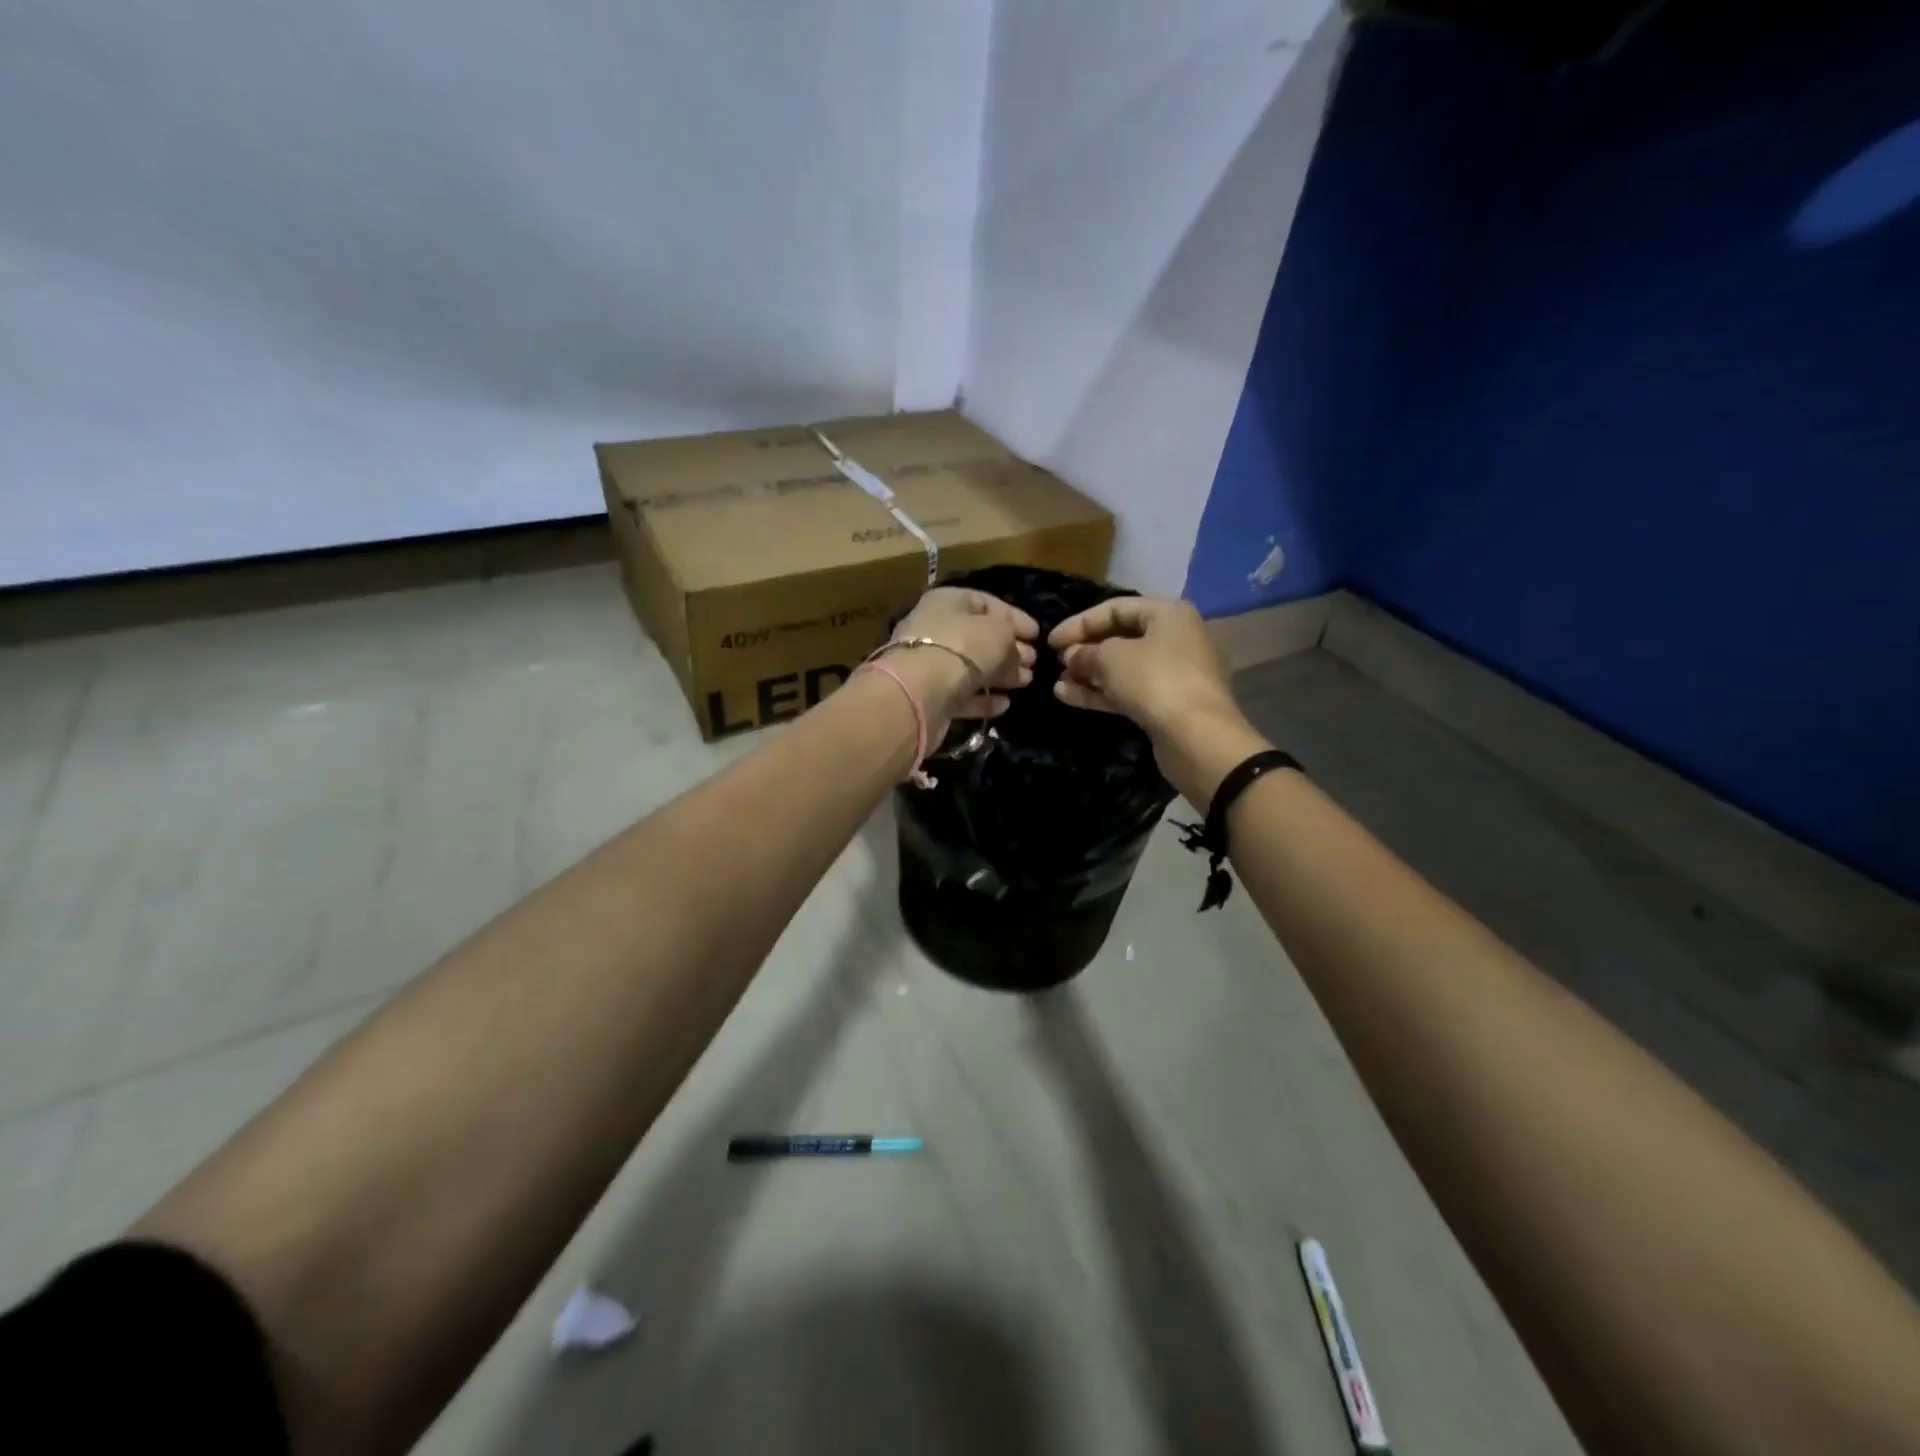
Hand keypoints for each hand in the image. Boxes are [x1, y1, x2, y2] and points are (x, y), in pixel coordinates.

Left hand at [888, 587, 1038, 732]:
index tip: (1038, 635)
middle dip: (1009, 649)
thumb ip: (1011, 633)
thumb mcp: (998, 630)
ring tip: (1027, 682)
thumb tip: (1016, 648)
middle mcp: (935, 629)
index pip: (986, 603)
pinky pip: (962, 694)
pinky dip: (983, 698)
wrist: (919, 692)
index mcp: (947, 601)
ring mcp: (929, 664)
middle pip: (978, 637)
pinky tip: (1004, 704)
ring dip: (1001, 674)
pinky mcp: (930, 697)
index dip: (1014, 617)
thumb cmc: (962, 647)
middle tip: (1034, 662)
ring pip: (971, 667)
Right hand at [1050, 596, 1266, 802]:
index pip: (1115, 608)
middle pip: (1120, 637)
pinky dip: (1101, 693)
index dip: (1080, 622)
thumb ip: (1086, 652)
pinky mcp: (1167, 703)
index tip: (1051, 641)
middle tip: (1056, 662)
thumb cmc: (1155, 681)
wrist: (1197, 737)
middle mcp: (1174, 637)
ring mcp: (1173, 673)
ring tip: (1058, 684)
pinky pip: (1129, 691)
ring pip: (1123, 668)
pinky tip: (1068, 697)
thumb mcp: (1111, 658)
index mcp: (1168, 613)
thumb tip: (1073, 656)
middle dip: (1085, 650)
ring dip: (1088, 674)